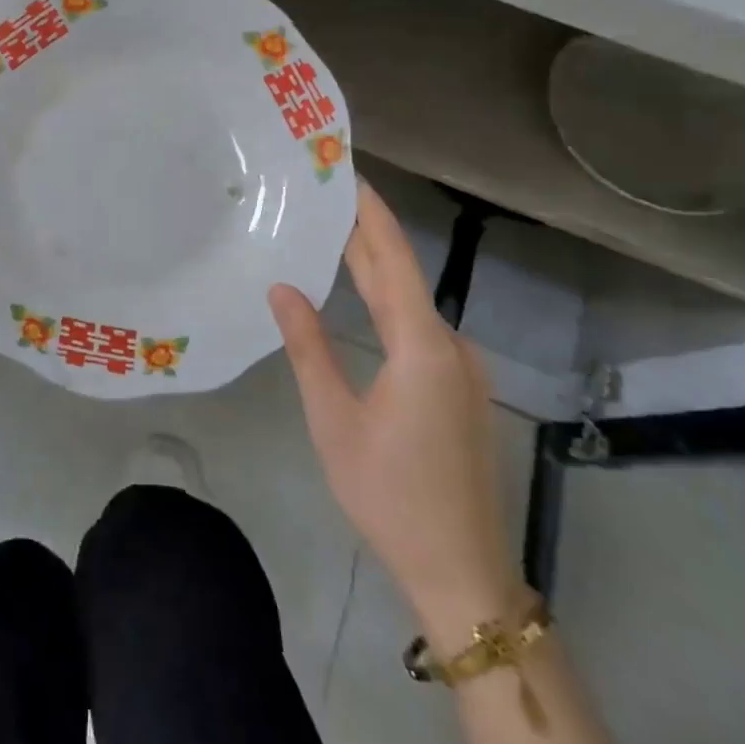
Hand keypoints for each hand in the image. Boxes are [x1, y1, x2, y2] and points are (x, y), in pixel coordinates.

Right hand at [270, 180, 521, 637]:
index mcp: (422, 345)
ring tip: (332, 238)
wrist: (460, 569)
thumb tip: (282, 287)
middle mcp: (451, 346)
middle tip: (326, 197)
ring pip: (413, 303)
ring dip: (376, 269)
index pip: (394, 259)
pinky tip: (362, 300)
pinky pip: (421, 328)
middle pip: (404, 275)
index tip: (349, 173)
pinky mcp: (460, 389)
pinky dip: (390, 302)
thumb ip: (308, 346)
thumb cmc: (388, 492)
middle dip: (367, 234)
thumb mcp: (333, 418)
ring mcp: (462, 369)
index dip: (372, 213)